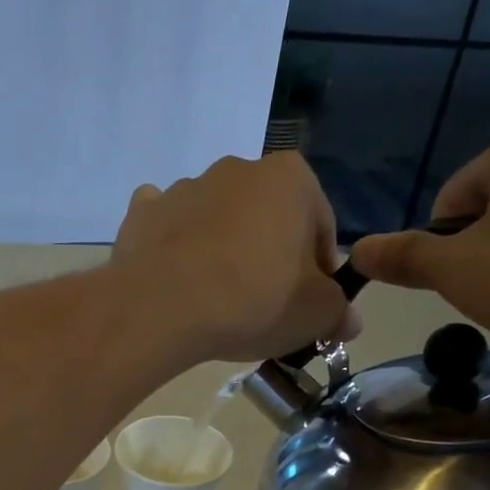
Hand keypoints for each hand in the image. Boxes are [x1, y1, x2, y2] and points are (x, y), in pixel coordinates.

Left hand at [110, 152, 355, 363]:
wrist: (161, 308)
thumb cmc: (253, 301)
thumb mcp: (315, 315)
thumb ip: (338, 312)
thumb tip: (347, 320)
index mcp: (291, 178)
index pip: (320, 227)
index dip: (319, 272)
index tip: (307, 305)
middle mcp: (238, 169)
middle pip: (266, 219)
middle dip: (269, 256)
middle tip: (263, 307)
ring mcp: (185, 187)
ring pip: (217, 221)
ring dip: (222, 251)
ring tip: (215, 301)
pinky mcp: (143, 212)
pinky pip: (167, 227)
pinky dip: (173, 246)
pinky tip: (175, 278)